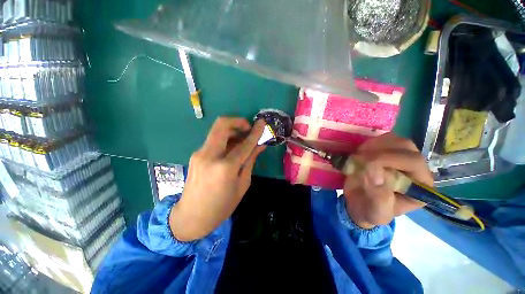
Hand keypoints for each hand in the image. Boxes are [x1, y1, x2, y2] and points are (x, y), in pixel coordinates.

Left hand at [170, 117, 265, 240]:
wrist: (191, 216)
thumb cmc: (221, 206)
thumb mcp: (242, 184)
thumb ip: (250, 161)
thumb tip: (259, 146)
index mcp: (225, 167)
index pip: (244, 144)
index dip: (255, 132)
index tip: (262, 122)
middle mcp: (210, 155)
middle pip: (222, 125)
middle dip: (238, 121)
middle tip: (248, 128)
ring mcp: (200, 153)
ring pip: (217, 130)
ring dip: (232, 130)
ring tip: (243, 139)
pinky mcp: (196, 154)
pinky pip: (214, 140)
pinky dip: (226, 139)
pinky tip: (232, 148)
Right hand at [343, 133, 433, 228]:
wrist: (358, 204)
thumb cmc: (371, 211)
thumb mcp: (376, 212)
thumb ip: (380, 197)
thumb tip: (375, 174)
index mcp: (420, 185)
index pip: (413, 162)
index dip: (390, 159)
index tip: (367, 165)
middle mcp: (413, 167)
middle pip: (404, 146)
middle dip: (380, 151)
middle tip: (360, 159)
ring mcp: (398, 156)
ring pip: (392, 139)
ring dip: (372, 146)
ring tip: (358, 157)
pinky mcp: (384, 151)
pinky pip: (379, 139)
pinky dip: (367, 144)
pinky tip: (358, 154)